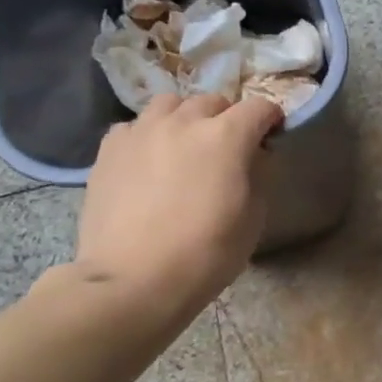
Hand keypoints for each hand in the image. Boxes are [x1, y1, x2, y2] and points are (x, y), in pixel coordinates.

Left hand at [74, 93, 282, 306]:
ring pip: (170, 104)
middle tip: (228, 147)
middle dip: (227, 118)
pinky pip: (135, 126)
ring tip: (184, 145)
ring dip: (185, 118)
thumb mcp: (254, 218)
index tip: (272, 135)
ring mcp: (142, 131)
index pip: (259, 107)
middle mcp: (184, 122)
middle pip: (213, 101)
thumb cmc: (206, 253)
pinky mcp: (109, 149)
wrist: (133, 280)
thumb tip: (256, 154)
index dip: (270, 118)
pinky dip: (149, 135)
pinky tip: (148, 160)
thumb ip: (259, 175)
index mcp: (226, 136)